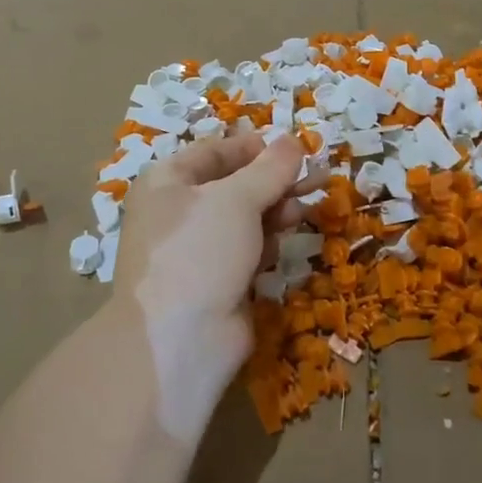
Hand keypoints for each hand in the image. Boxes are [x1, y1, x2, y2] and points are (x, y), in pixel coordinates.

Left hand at [109, 130, 310, 439]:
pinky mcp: (215, 282)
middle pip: (233, 186)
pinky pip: (245, 252)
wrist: (180, 342)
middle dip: (273, 183)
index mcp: (167, 182)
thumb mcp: (236, 199)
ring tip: (301, 214)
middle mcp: (176, 212)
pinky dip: (264, 247)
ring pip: (244, 220)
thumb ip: (270, 168)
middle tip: (314, 181)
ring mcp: (195, 250)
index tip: (294, 150)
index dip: (254, 148)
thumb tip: (294, 140)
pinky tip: (278, 252)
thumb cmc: (199, 252)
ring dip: (274, 214)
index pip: (215, 151)